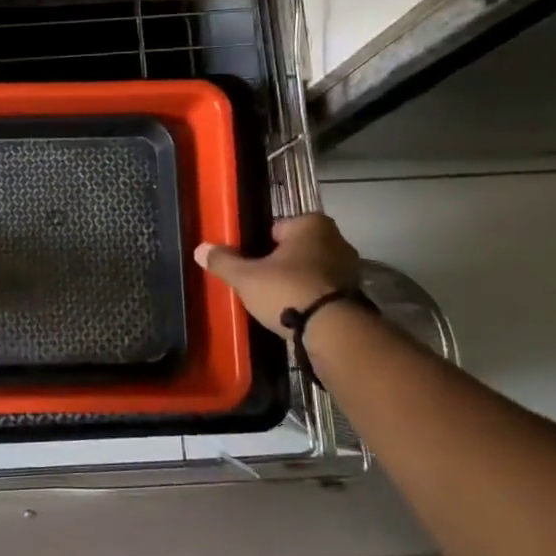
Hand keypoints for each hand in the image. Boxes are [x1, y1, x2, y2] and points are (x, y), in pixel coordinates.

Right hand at [195, 213, 361, 335]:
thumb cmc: (287, 290)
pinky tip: (295, 311)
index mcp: (312, 224)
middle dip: (280, 262)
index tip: (249, 261)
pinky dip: (311, 297)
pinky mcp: (355, 294)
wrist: (333, 331)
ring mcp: (350, 267)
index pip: (277, 228)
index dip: (259, 244)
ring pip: (311, 269)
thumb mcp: (246, 277)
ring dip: (297, 280)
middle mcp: (336, 238)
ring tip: (275, 300)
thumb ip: (223, 261)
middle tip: (259, 281)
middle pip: (296, 248)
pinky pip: (323, 289)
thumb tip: (200, 249)